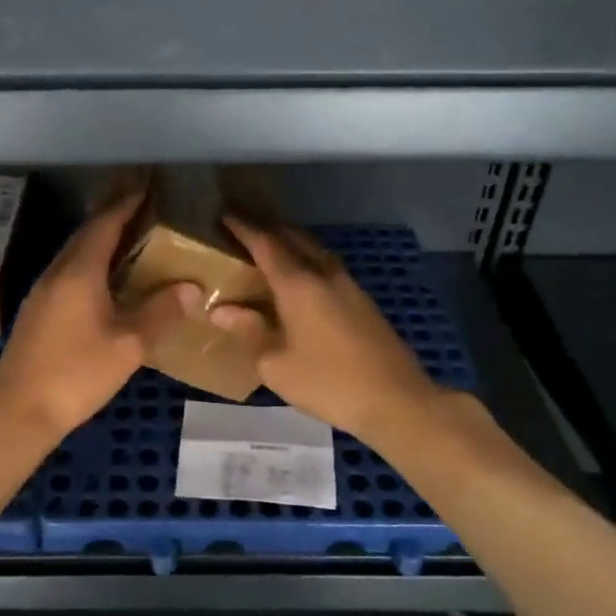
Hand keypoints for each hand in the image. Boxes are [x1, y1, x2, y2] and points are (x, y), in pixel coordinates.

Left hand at [0, 193, 184, 445]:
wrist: (19, 412)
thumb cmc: (77, 374)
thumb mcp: (129, 345)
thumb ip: (161, 312)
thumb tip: (192, 288)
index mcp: (79, 272)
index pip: (104, 225)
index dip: (125, 205)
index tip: (146, 190)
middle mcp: (56, 273)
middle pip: (85, 235)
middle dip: (112, 219)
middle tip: (143, 213)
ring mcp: (41, 292)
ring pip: (73, 255)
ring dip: (99, 243)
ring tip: (129, 244)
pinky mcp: (35, 312)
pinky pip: (66, 274)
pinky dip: (88, 266)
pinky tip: (103, 284)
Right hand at [211, 216, 442, 447]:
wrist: (395, 400)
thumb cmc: (328, 382)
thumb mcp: (276, 364)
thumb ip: (249, 330)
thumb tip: (220, 310)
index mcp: (299, 284)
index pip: (266, 243)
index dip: (243, 227)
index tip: (224, 215)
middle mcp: (324, 274)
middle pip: (293, 237)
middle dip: (267, 228)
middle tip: (242, 228)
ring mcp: (348, 285)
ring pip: (314, 249)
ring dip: (290, 241)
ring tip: (267, 248)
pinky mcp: (362, 300)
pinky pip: (326, 265)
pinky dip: (306, 260)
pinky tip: (299, 278)